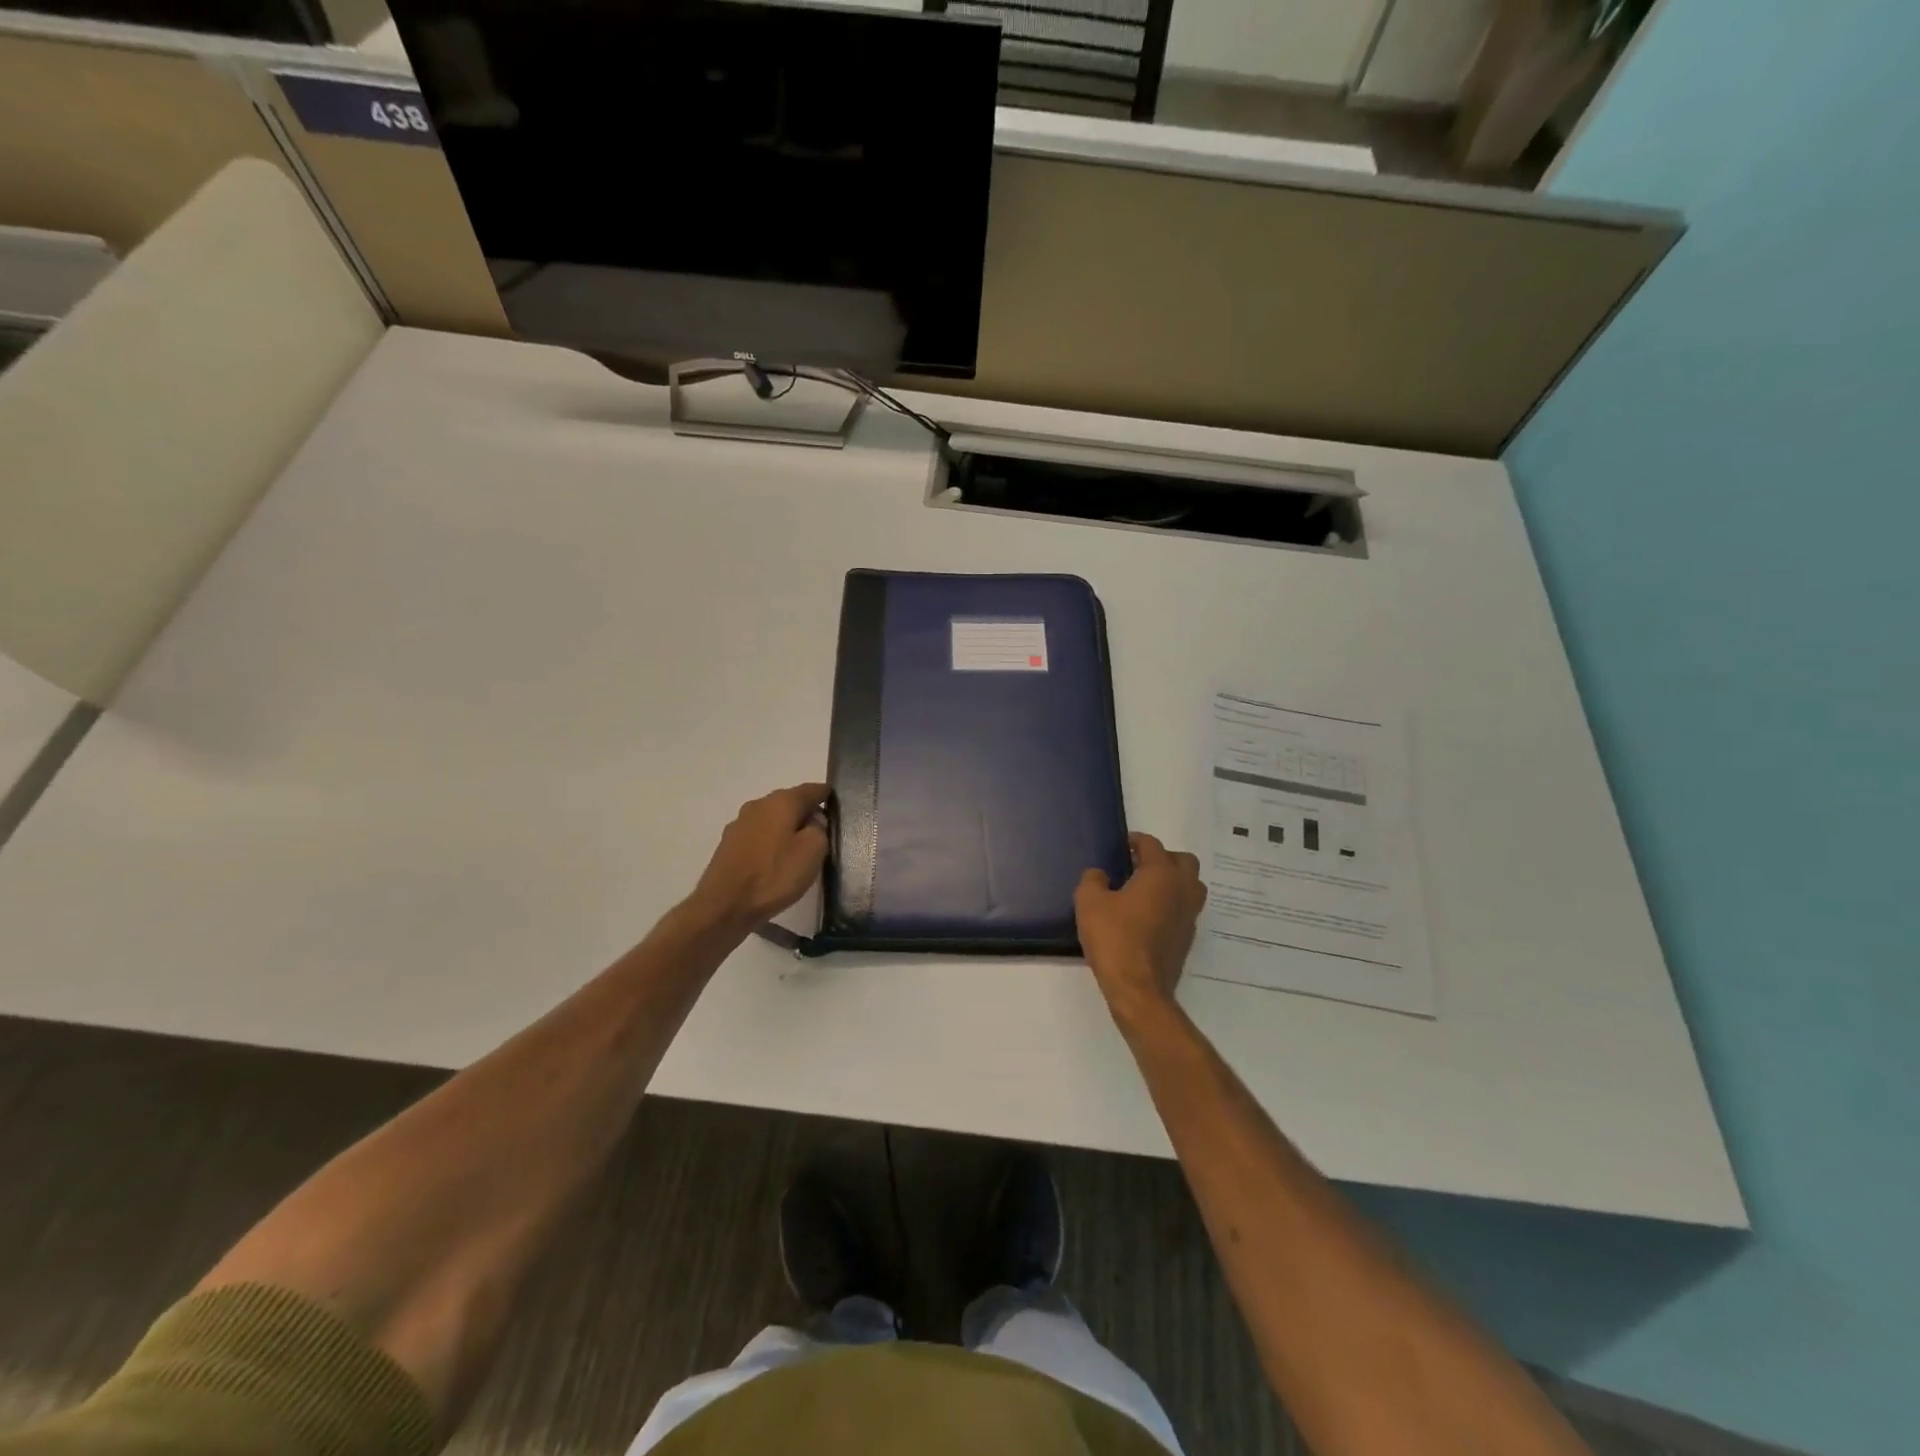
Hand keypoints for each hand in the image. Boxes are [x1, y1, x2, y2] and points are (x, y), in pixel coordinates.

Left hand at [689, 783, 829, 929]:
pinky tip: (776, 860)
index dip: (827, 795)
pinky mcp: (728, 844)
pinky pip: (758, 835)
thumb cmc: (774, 875)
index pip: (811, 789)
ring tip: (800, 848)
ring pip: (772, 818)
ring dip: (787, 827)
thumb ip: (820, 829)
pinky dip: (771, 841)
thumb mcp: (813, 851)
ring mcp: (739, 824)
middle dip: (806, 812)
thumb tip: (813, 821)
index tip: (838, 806)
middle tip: (823, 831)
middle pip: (789, 802)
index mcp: (781, 802)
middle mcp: (758, 805)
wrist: (724, 906)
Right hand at [1075, 833, 1207, 1021]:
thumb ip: (1093, 880)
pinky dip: (1172, 904)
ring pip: (1191, 886)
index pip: (1152, 845)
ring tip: (1146, 889)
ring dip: (1173, 881)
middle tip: (1139, 865)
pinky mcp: (1187, 938)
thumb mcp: (1089, 903)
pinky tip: (1149, 915)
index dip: (1136, 841)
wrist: (1138, 989)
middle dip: (1163, 857)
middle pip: (1183, 861)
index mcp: (1161, 874)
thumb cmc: (1114, 938)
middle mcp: (1182, 890)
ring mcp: (1189, 916)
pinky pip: (1185, 909)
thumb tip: (1100, 874)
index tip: (1122, 845)